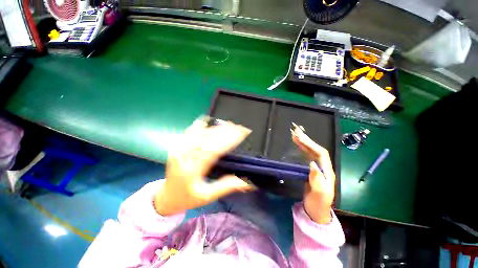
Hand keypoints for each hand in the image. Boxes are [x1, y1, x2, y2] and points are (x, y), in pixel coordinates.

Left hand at [154, 119, 253, 215]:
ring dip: (214, 128)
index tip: (241, 135)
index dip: (227, 141)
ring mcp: (177, 150)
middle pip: (205, 138)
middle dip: (223, 131)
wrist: (166, 197)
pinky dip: (199, 126)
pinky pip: (188, 133)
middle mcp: (183, 157)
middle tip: (237, 126)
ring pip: (197, 133)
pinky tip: (207, 122)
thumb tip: (245, 181)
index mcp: (191, 170)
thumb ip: (225, 186)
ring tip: (228, 124)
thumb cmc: (187, 198)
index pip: (212, 151)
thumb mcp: (207, 196)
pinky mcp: (176, 147)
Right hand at [291, 126, 335, 223]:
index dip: (311, 145)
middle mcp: (323, 167)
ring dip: (303, 142)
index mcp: (327, 171)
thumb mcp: (319, 194)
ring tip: (294, 135)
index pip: (321, 153)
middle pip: (316, 150)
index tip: (300, 138)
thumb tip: (312, 163)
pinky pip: (306, 156)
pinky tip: (297, 144)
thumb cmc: (318, 204)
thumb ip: (317, 180)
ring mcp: (316, 168)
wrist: (315, 212)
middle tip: (296, 132)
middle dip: (306, 140)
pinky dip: (301, 149)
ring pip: (310, 151)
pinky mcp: (310, 170)